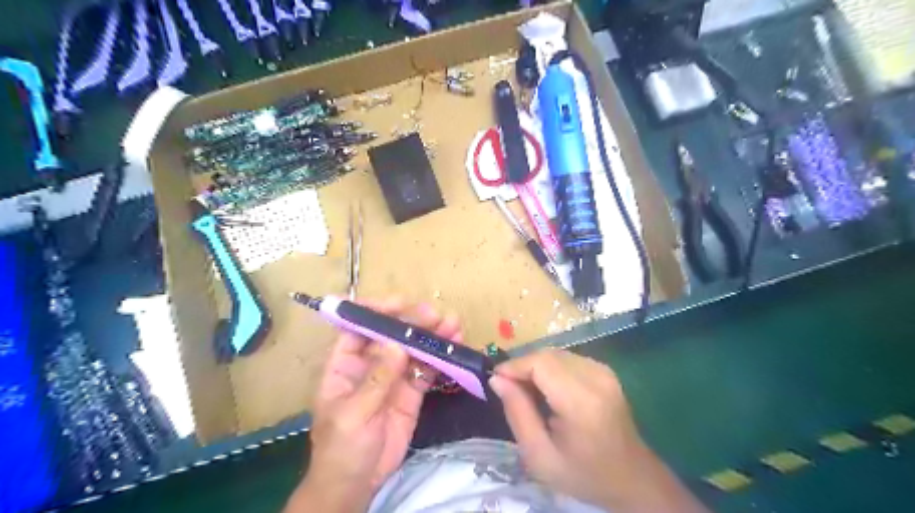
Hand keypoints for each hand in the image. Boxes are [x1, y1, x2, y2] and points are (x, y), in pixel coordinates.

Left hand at [286, 298, 461, 512]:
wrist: (357, 485)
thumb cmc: (341, 449)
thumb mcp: (353, 415)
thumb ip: (376, 380)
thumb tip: (396, 344)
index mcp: (344, 364)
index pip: (357, 327)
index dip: (375, 311)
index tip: (400, 303)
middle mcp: (369, 364)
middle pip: (391, 334)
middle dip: (412, 322)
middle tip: (436, 315)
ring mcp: (392, 377)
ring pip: (412, 349)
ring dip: (432, 336)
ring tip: (453, 325)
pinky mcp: (410, 392)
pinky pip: (426, 370)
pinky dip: (440, 358)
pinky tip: (455, 348)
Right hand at [489, 349, 701, 512]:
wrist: (632, 478)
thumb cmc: (583, 474)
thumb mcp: (540, 456)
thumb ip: (517, 413)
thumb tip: (497, 379)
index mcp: (581, 401)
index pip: (540, 363)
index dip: (514, 366)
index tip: (495, 380)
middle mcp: (596, 377)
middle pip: (547, 355)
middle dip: (522, 367)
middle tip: (508, 389)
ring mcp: (604, 371)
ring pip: (556, 354)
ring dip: (535, 367)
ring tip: (526, 392)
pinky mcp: (605, 370)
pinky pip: (568, 359)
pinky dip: (550, 368)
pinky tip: (547, 390)